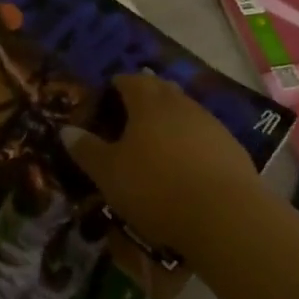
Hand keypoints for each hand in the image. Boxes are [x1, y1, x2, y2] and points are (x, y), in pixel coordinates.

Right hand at [60, 73, 264, 259]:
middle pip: (160, 90)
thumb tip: (65, 130)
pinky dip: (192, 143)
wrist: (225, 217)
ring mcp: (210, 124)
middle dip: (145, 97)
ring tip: (158, 143)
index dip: (116, 86)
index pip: (129, 80)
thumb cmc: (156, 188)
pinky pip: (205, 136)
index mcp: (148, 102)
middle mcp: (180, 104)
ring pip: (185, 111)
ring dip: (170, 121)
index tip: (106, 99)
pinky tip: (187, 166)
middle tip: (130, 117)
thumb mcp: (109, 174)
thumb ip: (86, 149)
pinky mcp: (232, 148)